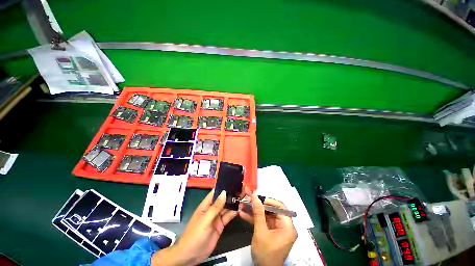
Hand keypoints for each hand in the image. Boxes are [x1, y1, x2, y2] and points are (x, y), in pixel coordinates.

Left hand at [151, 189, 236, 265]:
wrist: (191, 255)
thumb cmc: (195, 235)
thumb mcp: (205, 220)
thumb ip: (215, 207)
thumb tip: (224, 192)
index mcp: (206, 205)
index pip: (215, 193)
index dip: (223, 187)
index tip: (233, 182)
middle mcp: (212, 209)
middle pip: (222, 200)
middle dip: (231, 195)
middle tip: (242, 190)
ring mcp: (217, 217)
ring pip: (226, 207)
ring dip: (233, 203)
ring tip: (243, 198)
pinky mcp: (221, 225)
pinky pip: (228, 216)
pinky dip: (234, 213)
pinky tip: (240, 209)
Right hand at [239, 187, 297, 265]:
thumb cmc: (265, 253)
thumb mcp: (260, 232)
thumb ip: (258, 213)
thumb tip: (255, 196)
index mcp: (287, 227)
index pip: (281, 207)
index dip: (269, 201)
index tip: (258, 198)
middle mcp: (284, 226)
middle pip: (272, 210)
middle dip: (258, 205)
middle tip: (248, 200)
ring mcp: (277, 229)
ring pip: (266, 215)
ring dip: (254, 211)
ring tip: (243, 205)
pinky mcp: (270, 232)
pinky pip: (263, 222)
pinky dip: (254, 219)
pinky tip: (243, 214)